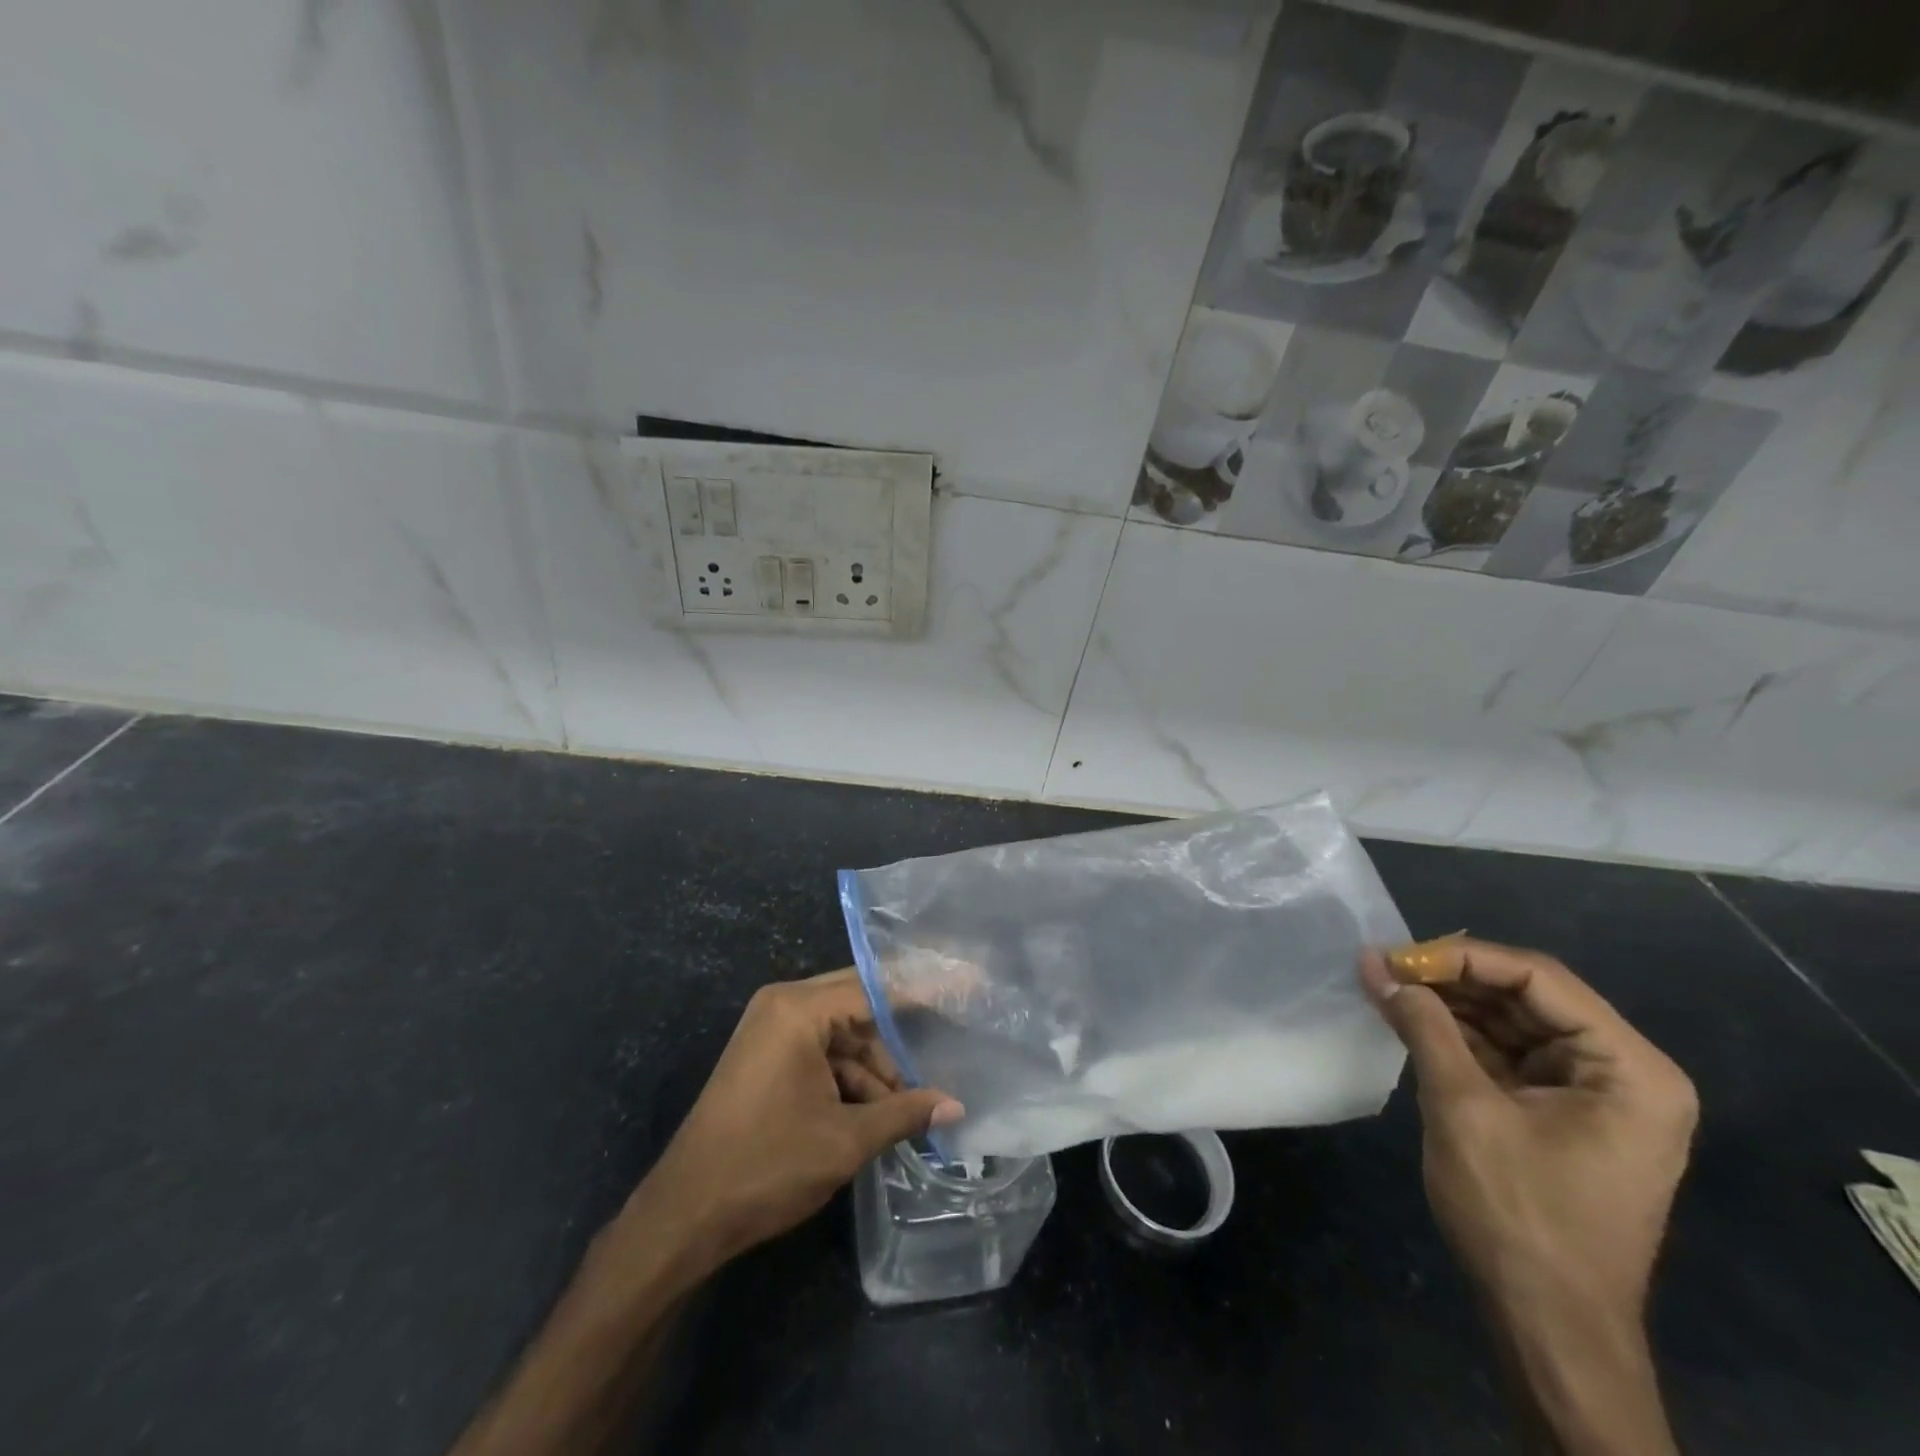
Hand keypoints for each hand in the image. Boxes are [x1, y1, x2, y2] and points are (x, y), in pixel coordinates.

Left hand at [628, 969, 963, 1276]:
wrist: (683, 1216)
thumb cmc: (766, 1166)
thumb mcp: (844, 1140)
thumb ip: (903, 1114)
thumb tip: (955, 1106)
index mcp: (799, 1009)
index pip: (877, 988)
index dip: (925, 989)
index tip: (968, 981)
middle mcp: (784, 1005)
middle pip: (860, 1004)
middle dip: (903, 1031)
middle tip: (953, 1033)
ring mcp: (772, 1030)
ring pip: (843, 1034)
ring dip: (877, 1068)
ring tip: (916, 1103)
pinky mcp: (767, 1057)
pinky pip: (822, 1052)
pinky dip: (850, 1078)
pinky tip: (881, 1111)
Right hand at [1363, 938, 1696, 1321]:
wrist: (1548, 1325)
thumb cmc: (1518, 1214)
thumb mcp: (1464, 1108)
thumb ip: (1424, 1026)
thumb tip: (1375, 963)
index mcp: (1629, 1069)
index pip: (1538, 980)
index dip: (1461, 958)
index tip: (1394, 956)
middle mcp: (1622, 1072)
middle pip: (1526, 996)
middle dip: (1449, 979)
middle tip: (1380, 967)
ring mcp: (1592, 1094)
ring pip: (1510, 1021)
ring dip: (1447, 1004)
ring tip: (1383, 985)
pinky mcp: (1559, 1112)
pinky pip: (1505, 1054)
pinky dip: (1456, 1035)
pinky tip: (1407, 1019)